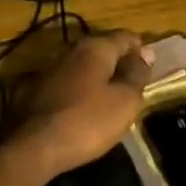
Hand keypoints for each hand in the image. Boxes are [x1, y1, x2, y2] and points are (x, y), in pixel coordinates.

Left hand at [7, 31, 155, 180]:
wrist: (35, 147)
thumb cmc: (88, 121)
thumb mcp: (125, 101)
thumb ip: (137, 74)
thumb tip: (146, 53)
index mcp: (95, 47)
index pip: (126, 37)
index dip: (142, 51)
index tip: (151, 71)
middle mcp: (71, 51)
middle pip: (104, 49)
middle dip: (121, 64)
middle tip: (135, 88)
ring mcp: (51, 70)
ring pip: (85, 67)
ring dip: (101, 79)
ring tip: (114, 101)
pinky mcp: (38, 90)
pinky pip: (70, 84)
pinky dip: (83, 92)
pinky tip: (88, 111)